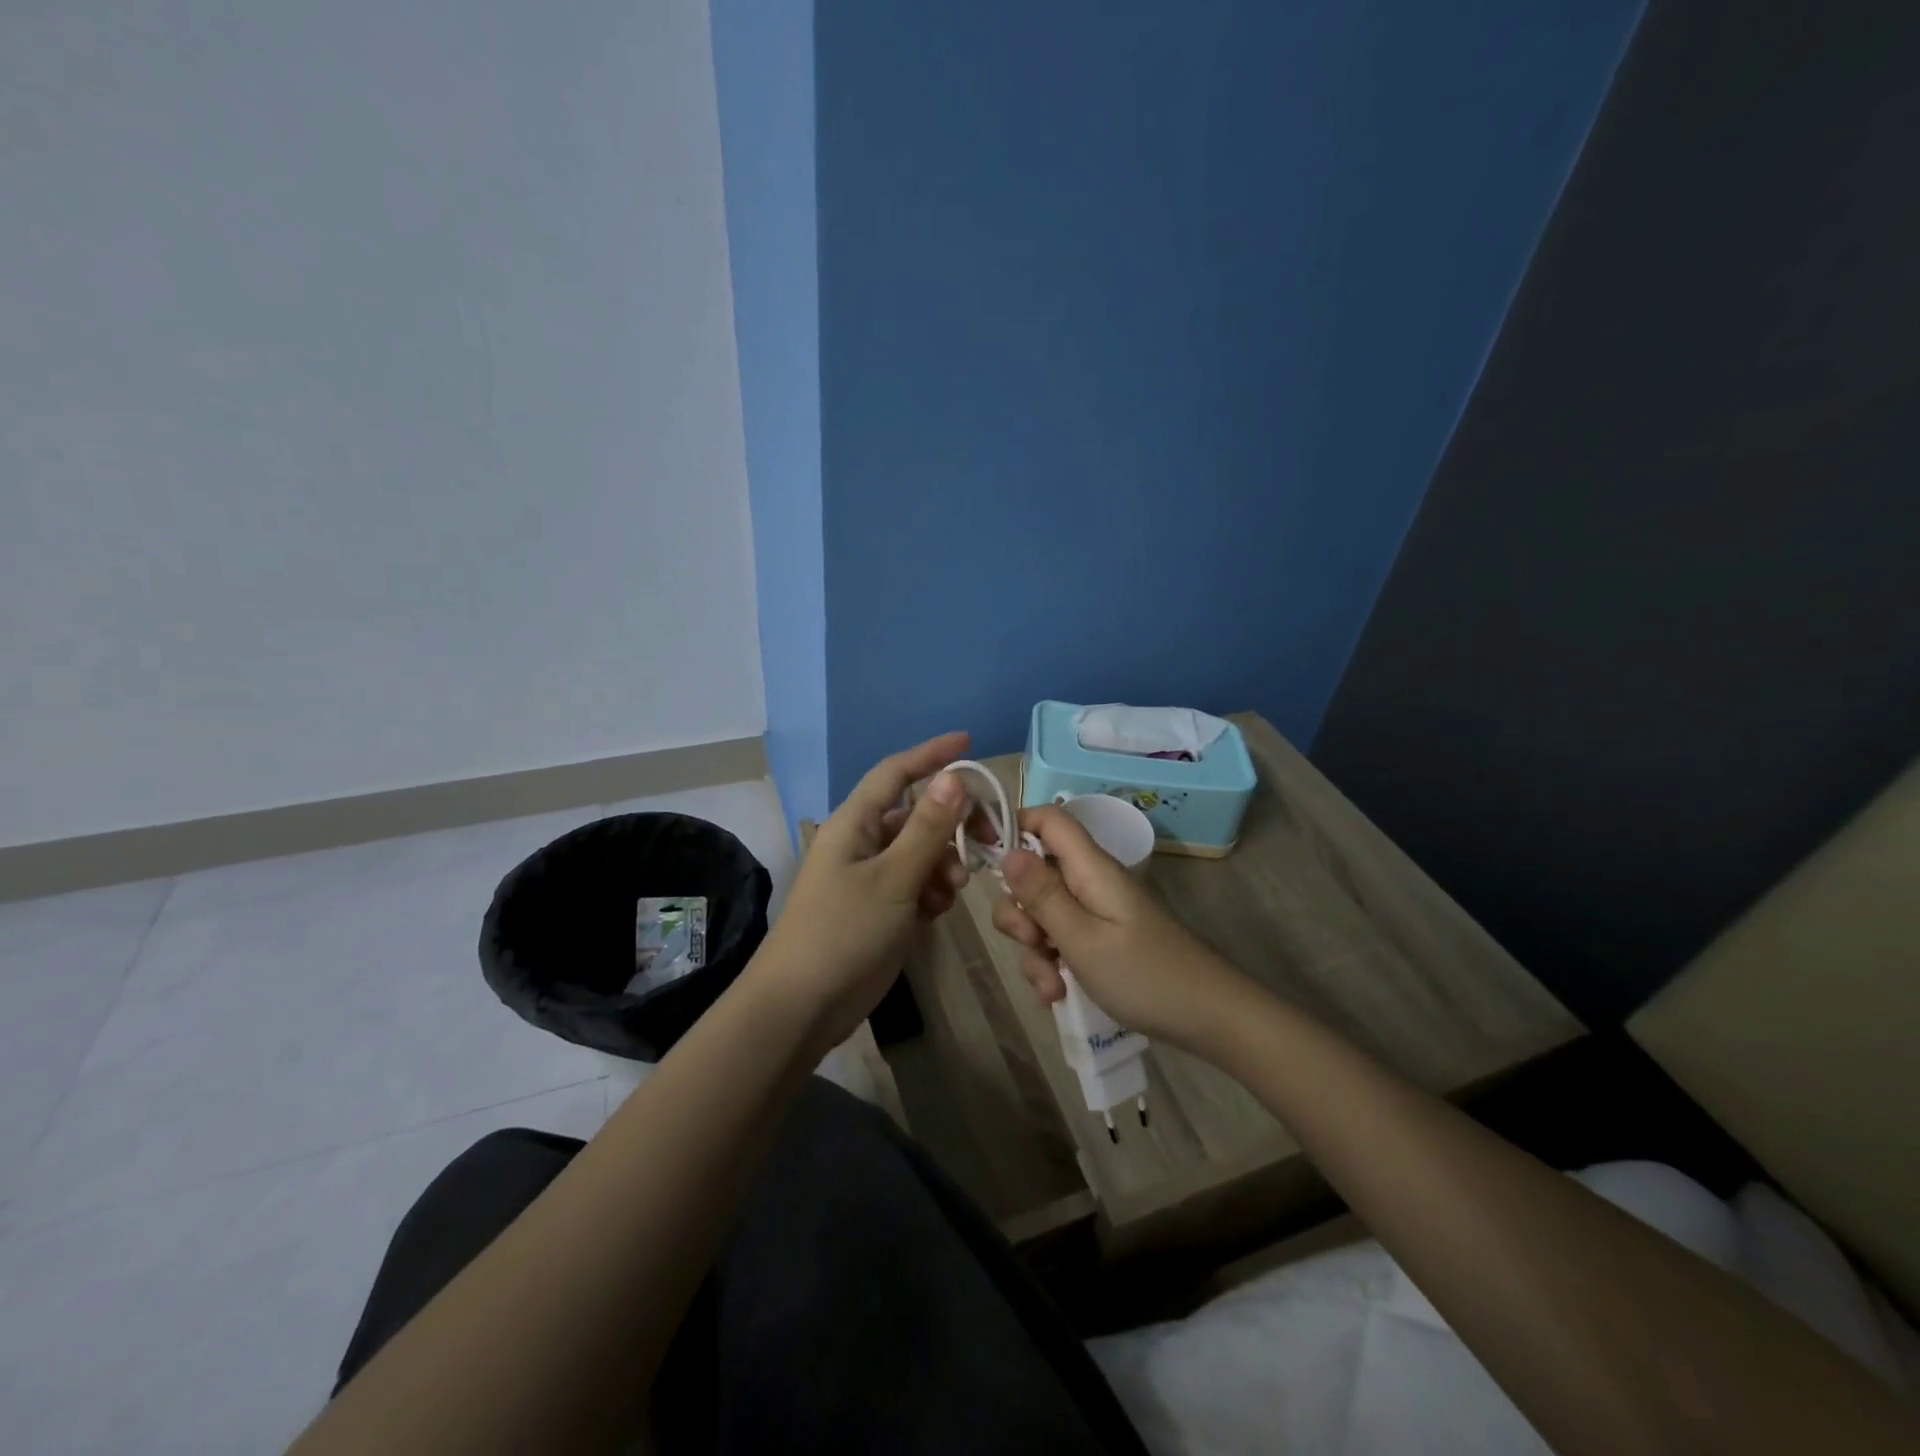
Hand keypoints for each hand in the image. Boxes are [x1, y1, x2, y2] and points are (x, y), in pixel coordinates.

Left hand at [753, 732, 973, 1052]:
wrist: (802, 1006)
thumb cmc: (843, 932)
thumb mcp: (893, 878)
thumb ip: (927, 829)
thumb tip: (953, 778)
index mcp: (855, 823)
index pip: (896, 772)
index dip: (931, 754)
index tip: (969, 743)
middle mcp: (863, 842)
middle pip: (917, 815)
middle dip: (951, 825)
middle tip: (986, 842)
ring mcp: (870, 877)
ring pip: (921, 852)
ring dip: (944, 864)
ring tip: (952, 892)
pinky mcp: (879, 908)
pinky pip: (916, 883)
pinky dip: (932, 891)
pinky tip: (936, 912)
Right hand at [992, 805, 1249, 1050]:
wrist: (1210, 1019)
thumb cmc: (1145, 975)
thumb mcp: (1083, 938)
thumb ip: (1042, 895)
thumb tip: (1008, 850)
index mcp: (1090, 868)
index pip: (1048, 819)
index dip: (1014, 826)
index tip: (985, 859)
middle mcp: (1090, 882)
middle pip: (1034, 874)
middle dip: (1019, 911)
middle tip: (1032, 942)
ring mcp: (1097, 912)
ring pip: (1043, 915)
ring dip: (1034, 950)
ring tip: (1052, 986)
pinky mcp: (1101, 940)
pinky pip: (1061, 941)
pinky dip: (1053, 965)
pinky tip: (1060, 994)